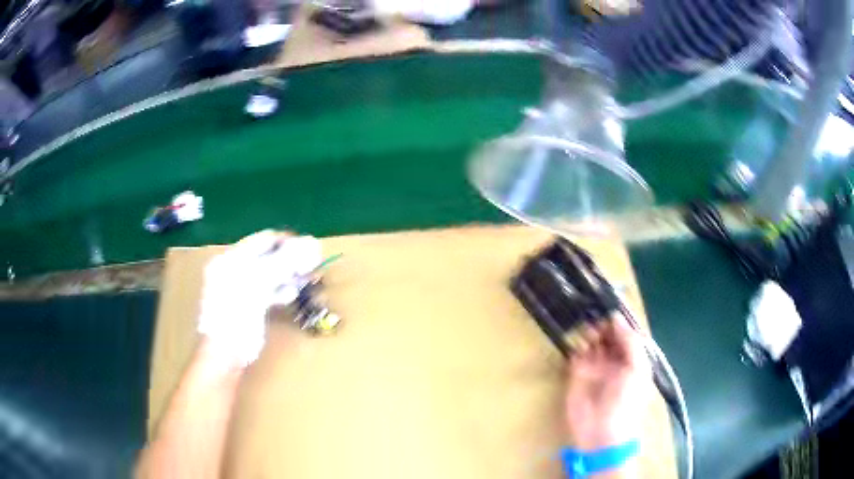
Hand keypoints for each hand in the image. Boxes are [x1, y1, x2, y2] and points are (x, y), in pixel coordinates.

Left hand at [197, 231, 321, 367]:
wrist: (226, 352)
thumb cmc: (237, 313)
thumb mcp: (260, 283)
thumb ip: (283, 262)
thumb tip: (310, 243)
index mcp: (230, 259)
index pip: (262, 240)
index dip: (285, 242)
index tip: (308, 247)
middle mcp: (234, 269)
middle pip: (267, 257)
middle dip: (290, 260)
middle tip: (311, 264)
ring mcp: (241, 289)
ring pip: (270, 275)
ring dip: (289, 276)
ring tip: (306, 279)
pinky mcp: (249, 306)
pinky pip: (268, 291)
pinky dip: (281, 291)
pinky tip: (292, 294)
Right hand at [563, 318, 651, 450]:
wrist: (602, 431)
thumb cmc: (626, 400)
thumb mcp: (637, 369)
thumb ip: (630, 341)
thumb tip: (616, 317)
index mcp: (633, 358)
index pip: (627, 333)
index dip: (621, 321)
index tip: (611, 306)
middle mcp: (615, 360)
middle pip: (609, 335)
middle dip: (604, 324)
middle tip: (597, 317)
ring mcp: (596, 367)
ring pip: (593, 341)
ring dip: (591, 332)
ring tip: (589, 331)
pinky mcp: (578, 374)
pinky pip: (577, 354)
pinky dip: (577, 345)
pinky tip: (579, 344)